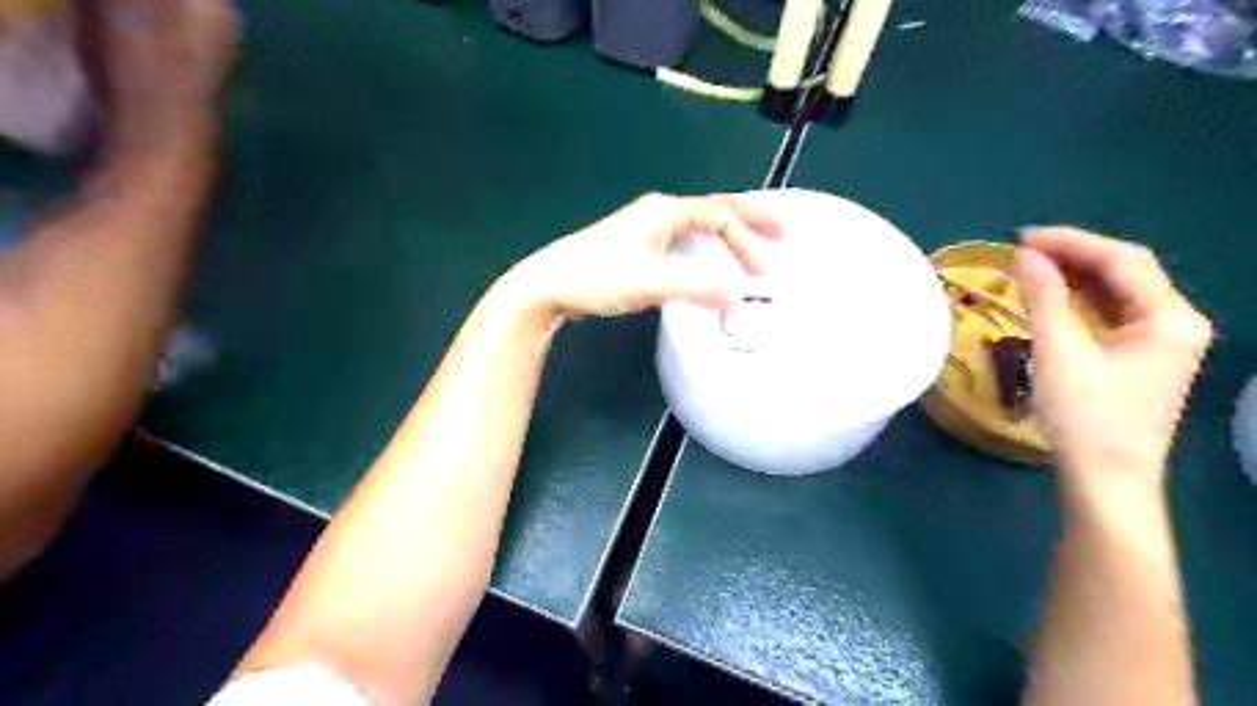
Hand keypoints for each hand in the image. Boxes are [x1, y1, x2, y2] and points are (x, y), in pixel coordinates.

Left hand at [504, 190, 782, 317]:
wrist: (549, 285)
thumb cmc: (598, 278)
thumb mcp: (651, 282)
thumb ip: (696, 288)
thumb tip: (736, 298)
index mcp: (665, 211)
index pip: (719, 217)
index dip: (747, 240)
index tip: (764, 270)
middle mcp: (658, 213)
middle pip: (714, 209)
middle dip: (749, 220)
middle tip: (781, 232)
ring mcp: (646, 229)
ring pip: (698, 225)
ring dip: (728, 234)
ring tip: (753, 246)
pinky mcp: (637, 247)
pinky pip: (684, 240)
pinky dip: (706, 248)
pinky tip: (709, 263)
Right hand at [1015, 230, 1213, 491]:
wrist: (1106, 480)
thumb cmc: (1085, 418)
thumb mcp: (1059, 353)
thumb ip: (1044, 299)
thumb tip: (1025, 256)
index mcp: (1169, 318)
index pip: (1122, 261)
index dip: (1071, 242)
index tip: (1021, 237)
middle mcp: (1176, 323)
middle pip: (1125, 273)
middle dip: (1073, 256)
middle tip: (1020, 251)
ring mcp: (1162, 343)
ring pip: (1117, 294)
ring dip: (1074, 278)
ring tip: (1028, 269)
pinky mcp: (1141, 359)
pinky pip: (1111, 316)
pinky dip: (1079, 302)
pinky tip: (1050, 299)